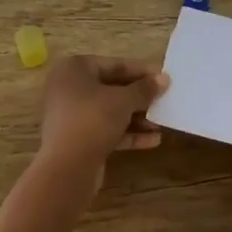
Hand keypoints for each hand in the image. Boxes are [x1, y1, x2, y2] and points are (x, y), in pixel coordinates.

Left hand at [38, 55, 168, 186]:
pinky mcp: (77, 139)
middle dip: (140, 97)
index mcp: (75, 69)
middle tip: (165, 100)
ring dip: (136, 117)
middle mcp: (69, 88)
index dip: (141, 71)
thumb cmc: (93, 119)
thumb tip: (164, 79)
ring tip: (161, 123)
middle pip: (112, 88)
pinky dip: (127, 133)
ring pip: (109, 111)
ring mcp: (72, 115)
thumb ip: (145, 89)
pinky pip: (105, 130)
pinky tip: (153, 140)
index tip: (164, 77)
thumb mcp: (123, 100)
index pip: (114, 65)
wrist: (67, 167)